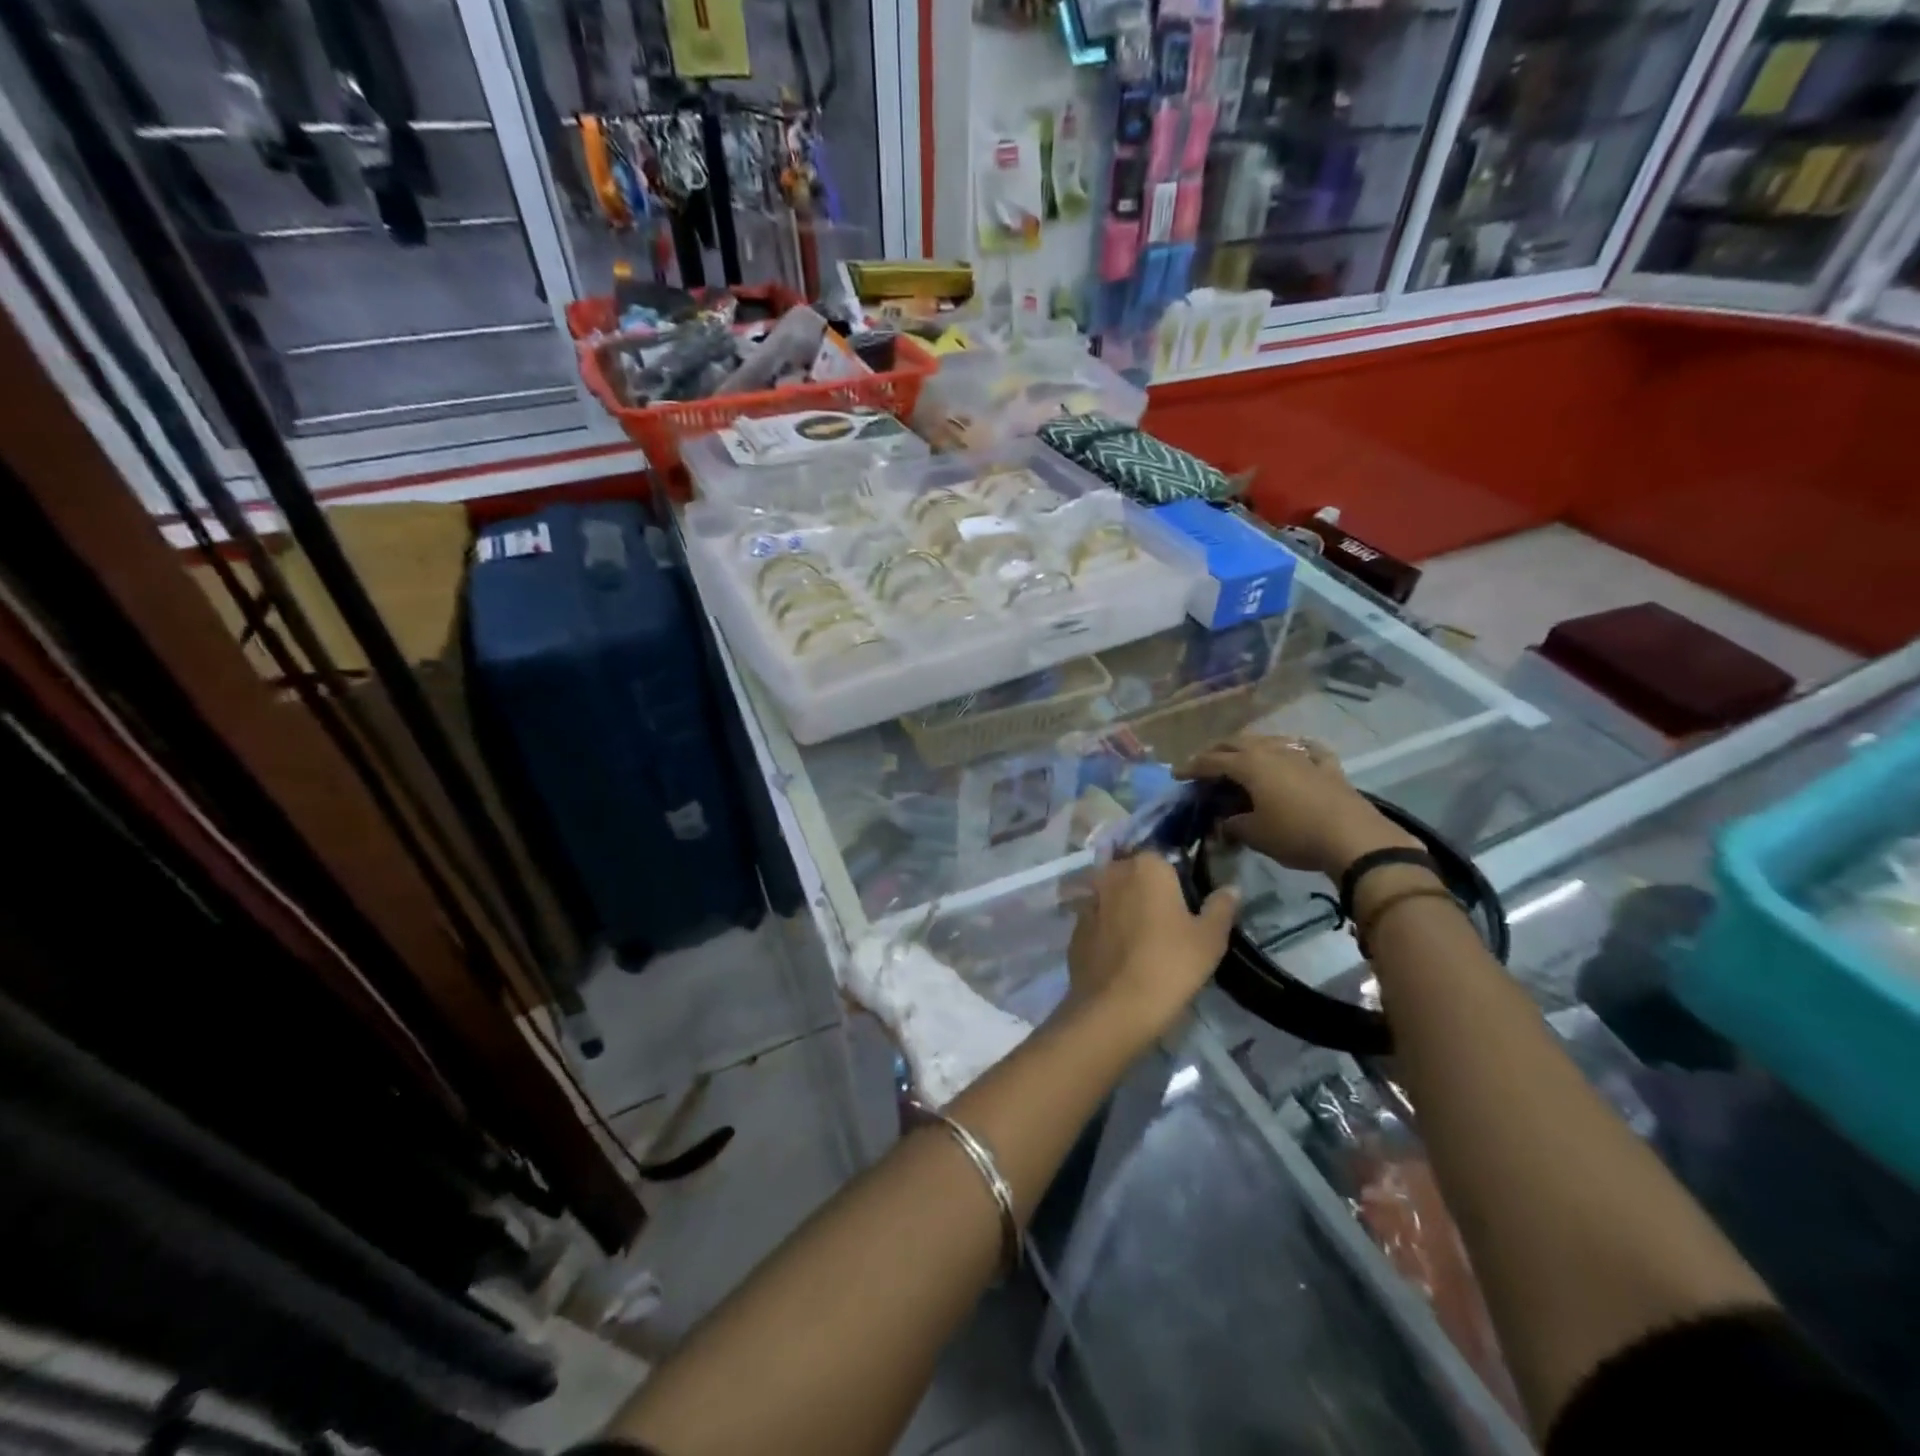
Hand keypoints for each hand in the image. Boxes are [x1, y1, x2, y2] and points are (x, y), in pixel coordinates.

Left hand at [1066, 855, 1238, 1037]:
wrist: (1115, 1007)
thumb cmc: (1170, 965)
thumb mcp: (1210, 939)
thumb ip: (1221, 907)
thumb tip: (1231, 888)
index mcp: (1147, 866)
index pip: (1163, 857)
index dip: (1175, 876)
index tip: (1185, 901)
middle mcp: (1112, 873)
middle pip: (1133, 872)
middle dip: (1146, 888)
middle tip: (1166, 919)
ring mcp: (1089, 899)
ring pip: (1112, 894)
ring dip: (1124, 906)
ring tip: (1142, 936)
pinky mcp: (1074, 927)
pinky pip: (1096, 918)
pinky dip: (1106, 927)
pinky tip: (1120, 951)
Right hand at [1177, 734, 1418, 878]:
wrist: (1354, 839)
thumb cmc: (1295, 835)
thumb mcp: (1254, 834)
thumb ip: (1232, 825)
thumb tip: (1223, 823)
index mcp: (1250, 765)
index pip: (1212, 761)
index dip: (1192, 767)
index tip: (1177, 774)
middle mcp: (1273, 751)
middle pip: (1238, 743)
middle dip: (1218, 751)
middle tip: (1205, 763)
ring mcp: (1303, 756)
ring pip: (1270, 741)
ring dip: (1251, 746)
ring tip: (1242, 756)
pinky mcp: (1329, 768)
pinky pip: (1308, 750)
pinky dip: (1298, 749)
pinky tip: (1298, 751)